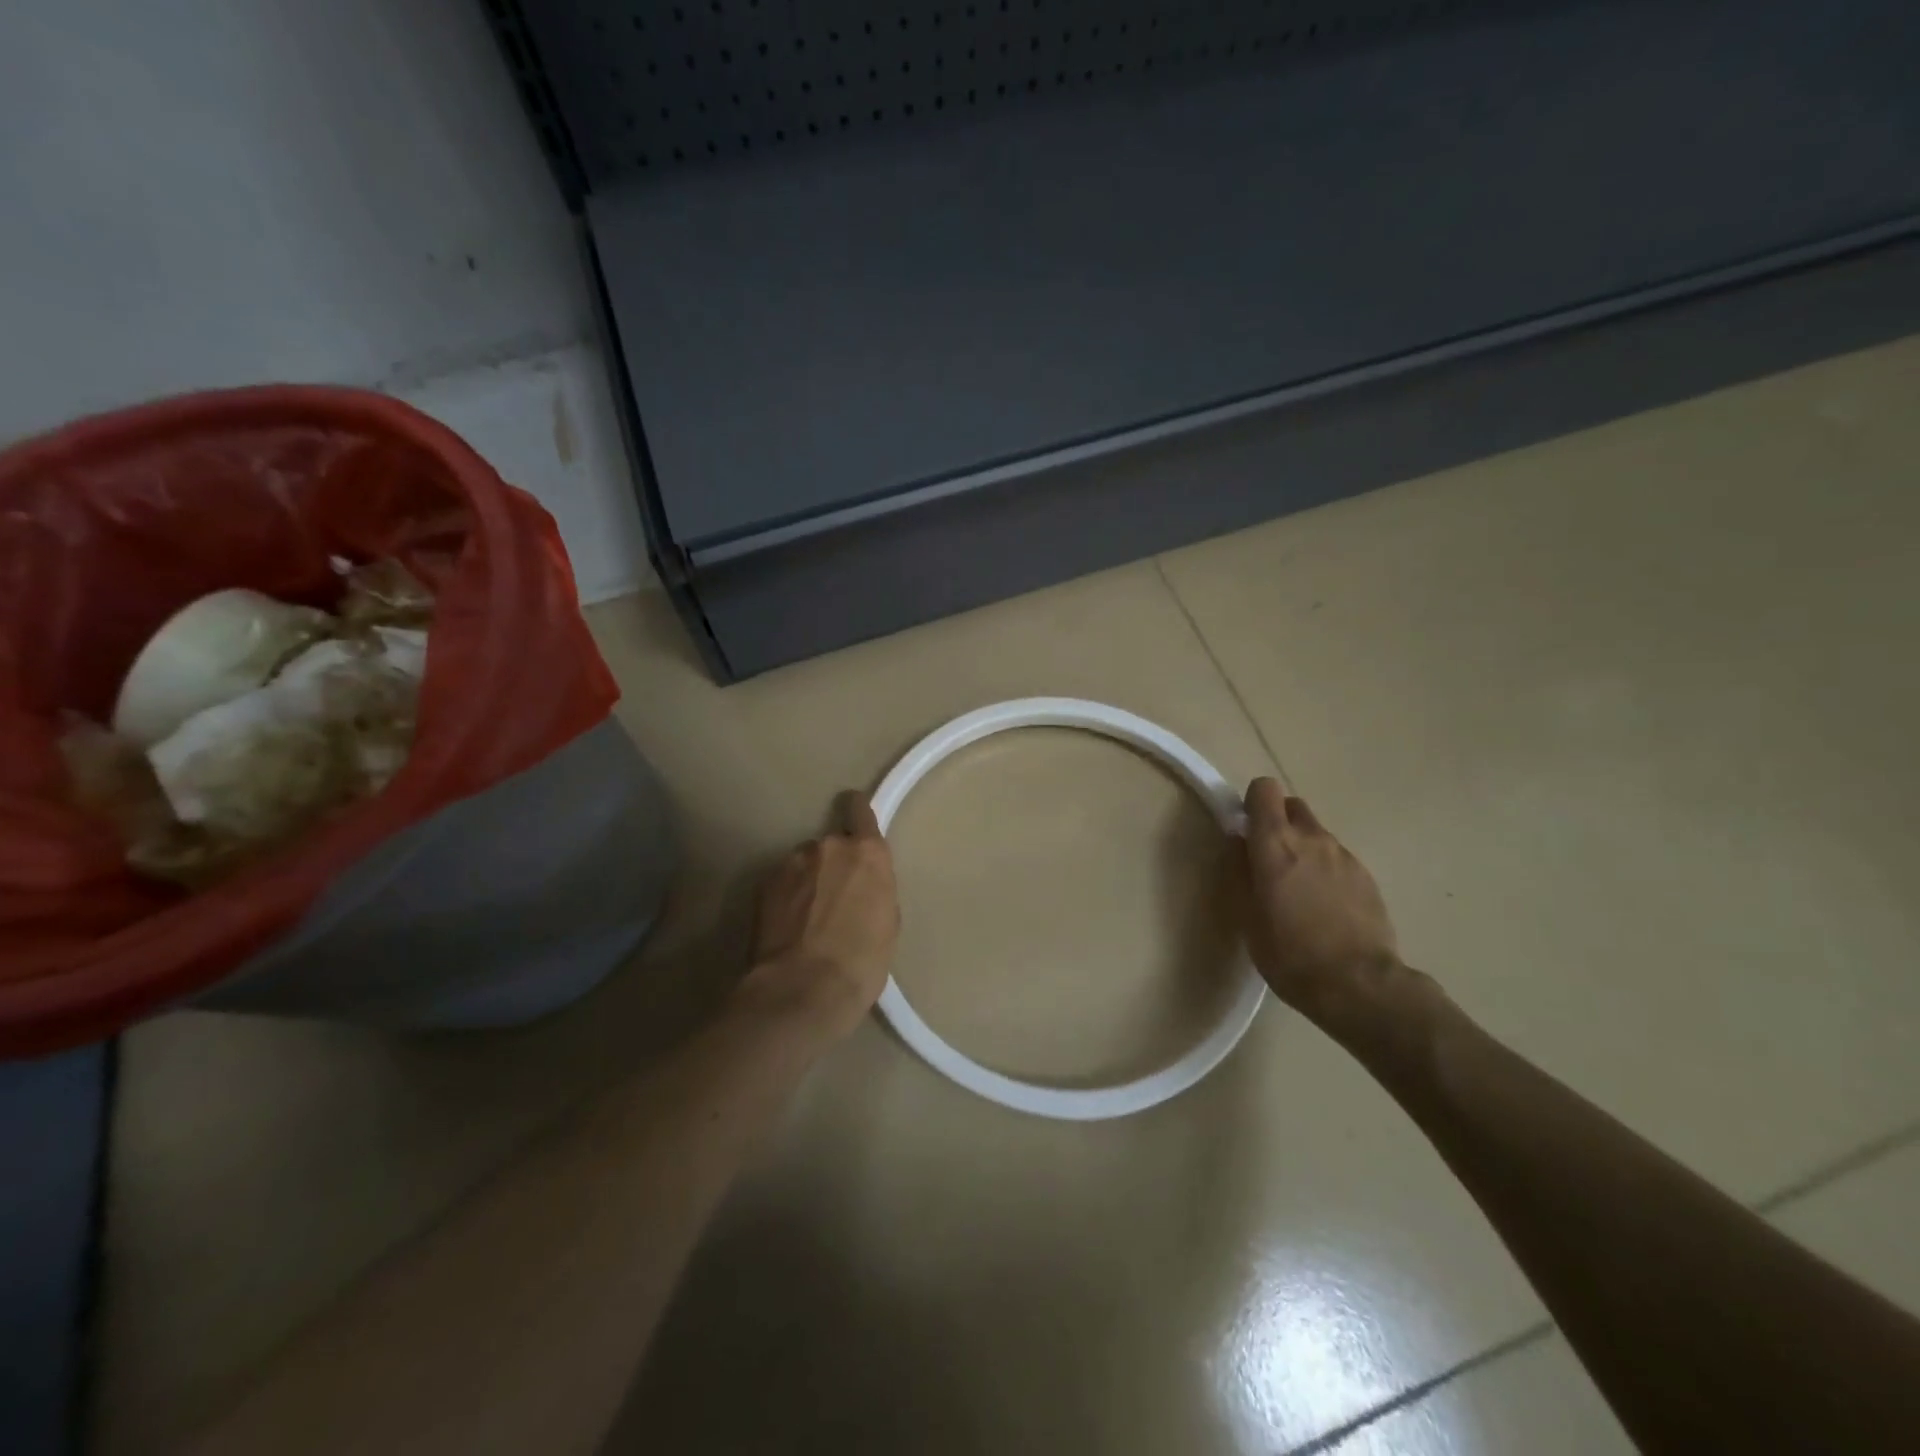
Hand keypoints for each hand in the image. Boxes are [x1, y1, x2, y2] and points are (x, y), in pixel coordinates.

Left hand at [744, 791, 900, 1037]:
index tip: (853, 819)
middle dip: (831, 866)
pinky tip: (787, 928)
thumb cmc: (861, 962)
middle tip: (832, 901)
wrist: (803, 989)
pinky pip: (781, 883)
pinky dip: (785, 898)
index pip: (859, 809)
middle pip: (830, 845)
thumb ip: (875, 890)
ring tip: (805, 921)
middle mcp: (828, 846)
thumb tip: (861, 887)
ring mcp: (791, 863)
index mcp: (867, 853)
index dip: (856, 812)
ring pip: (803, 864)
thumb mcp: (887, 924)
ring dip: (806, 881)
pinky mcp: (763, 884)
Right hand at [1241, 778, 1401, 1021]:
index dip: (1252, 803)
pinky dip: (1326, 871)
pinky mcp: (1367, 877)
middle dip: (1278, 822)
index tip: (1246, 829)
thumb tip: (1238, 841)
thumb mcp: (1247, 915)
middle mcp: (1312, 838)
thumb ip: (1239, 870)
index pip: (1265, 789)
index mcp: (1275, 843)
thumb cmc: (1289, 953)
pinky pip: (1337, 860)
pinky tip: (1325, 908)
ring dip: (1303, 849)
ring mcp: (1344, 856)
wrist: (1359, 985)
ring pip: (1317, 835)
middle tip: (1269, 859)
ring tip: (1299, 892)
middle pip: (1293, 806)